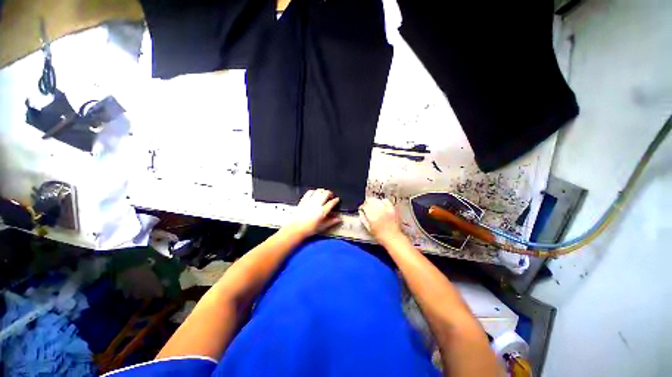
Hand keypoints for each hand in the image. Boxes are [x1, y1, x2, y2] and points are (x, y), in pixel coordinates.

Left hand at [285, 189, 341, 237]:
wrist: (295, 229)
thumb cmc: (307, 229)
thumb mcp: (322, 227)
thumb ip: (331, 222)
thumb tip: (338, 219)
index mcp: (322, 211)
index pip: (332, 202)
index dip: (336, 200)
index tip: (337, 200)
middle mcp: (316, 204)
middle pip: (326, 193)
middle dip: (330, 193)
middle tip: (331, 196)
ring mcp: (309, 201)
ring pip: (319, 191)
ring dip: (323, 191)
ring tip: (324, 194)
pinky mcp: (303, 200)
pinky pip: (310, 192)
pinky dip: (314, 191)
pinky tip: (315, 193)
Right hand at [358, 198, 402, 241]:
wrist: (393, 238)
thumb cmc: (380, 236)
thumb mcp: (368, 228)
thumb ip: (363, 219)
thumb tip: (361, 212)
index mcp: (372, 216)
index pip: (364, 206)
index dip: (362, 207)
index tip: (362, 209)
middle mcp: (379, 211)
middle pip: (370, 200)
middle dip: (367, 203)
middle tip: (368, 207)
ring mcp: (386, 209)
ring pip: (377, 199)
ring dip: (374, 202)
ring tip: (375, 206)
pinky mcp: (392, 208)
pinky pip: (386, 200)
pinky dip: (383, 202)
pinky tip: (382, 205)